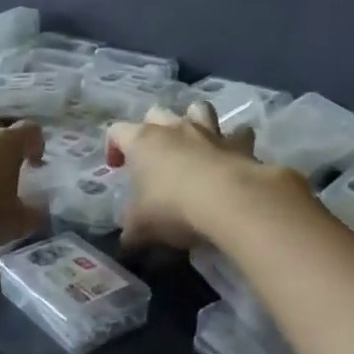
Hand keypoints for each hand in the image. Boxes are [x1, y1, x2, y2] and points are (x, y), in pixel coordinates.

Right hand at [107, 102, 285, 249]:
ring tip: (194, 143)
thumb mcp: (141, 226)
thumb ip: (132, 231)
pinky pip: (239, 133)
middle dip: (152, 128)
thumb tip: (126, 243)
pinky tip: (234, 155)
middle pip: (156, 113)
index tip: (116, 168)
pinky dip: (236, 141)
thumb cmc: (173, 208)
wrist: (229, 201)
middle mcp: (174, 128)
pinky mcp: (240, 144)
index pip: (117, 131)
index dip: (113, 146)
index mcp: (142, 141)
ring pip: (198, 109)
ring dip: (194, 120)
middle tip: (153, 156)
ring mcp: (209, 132)